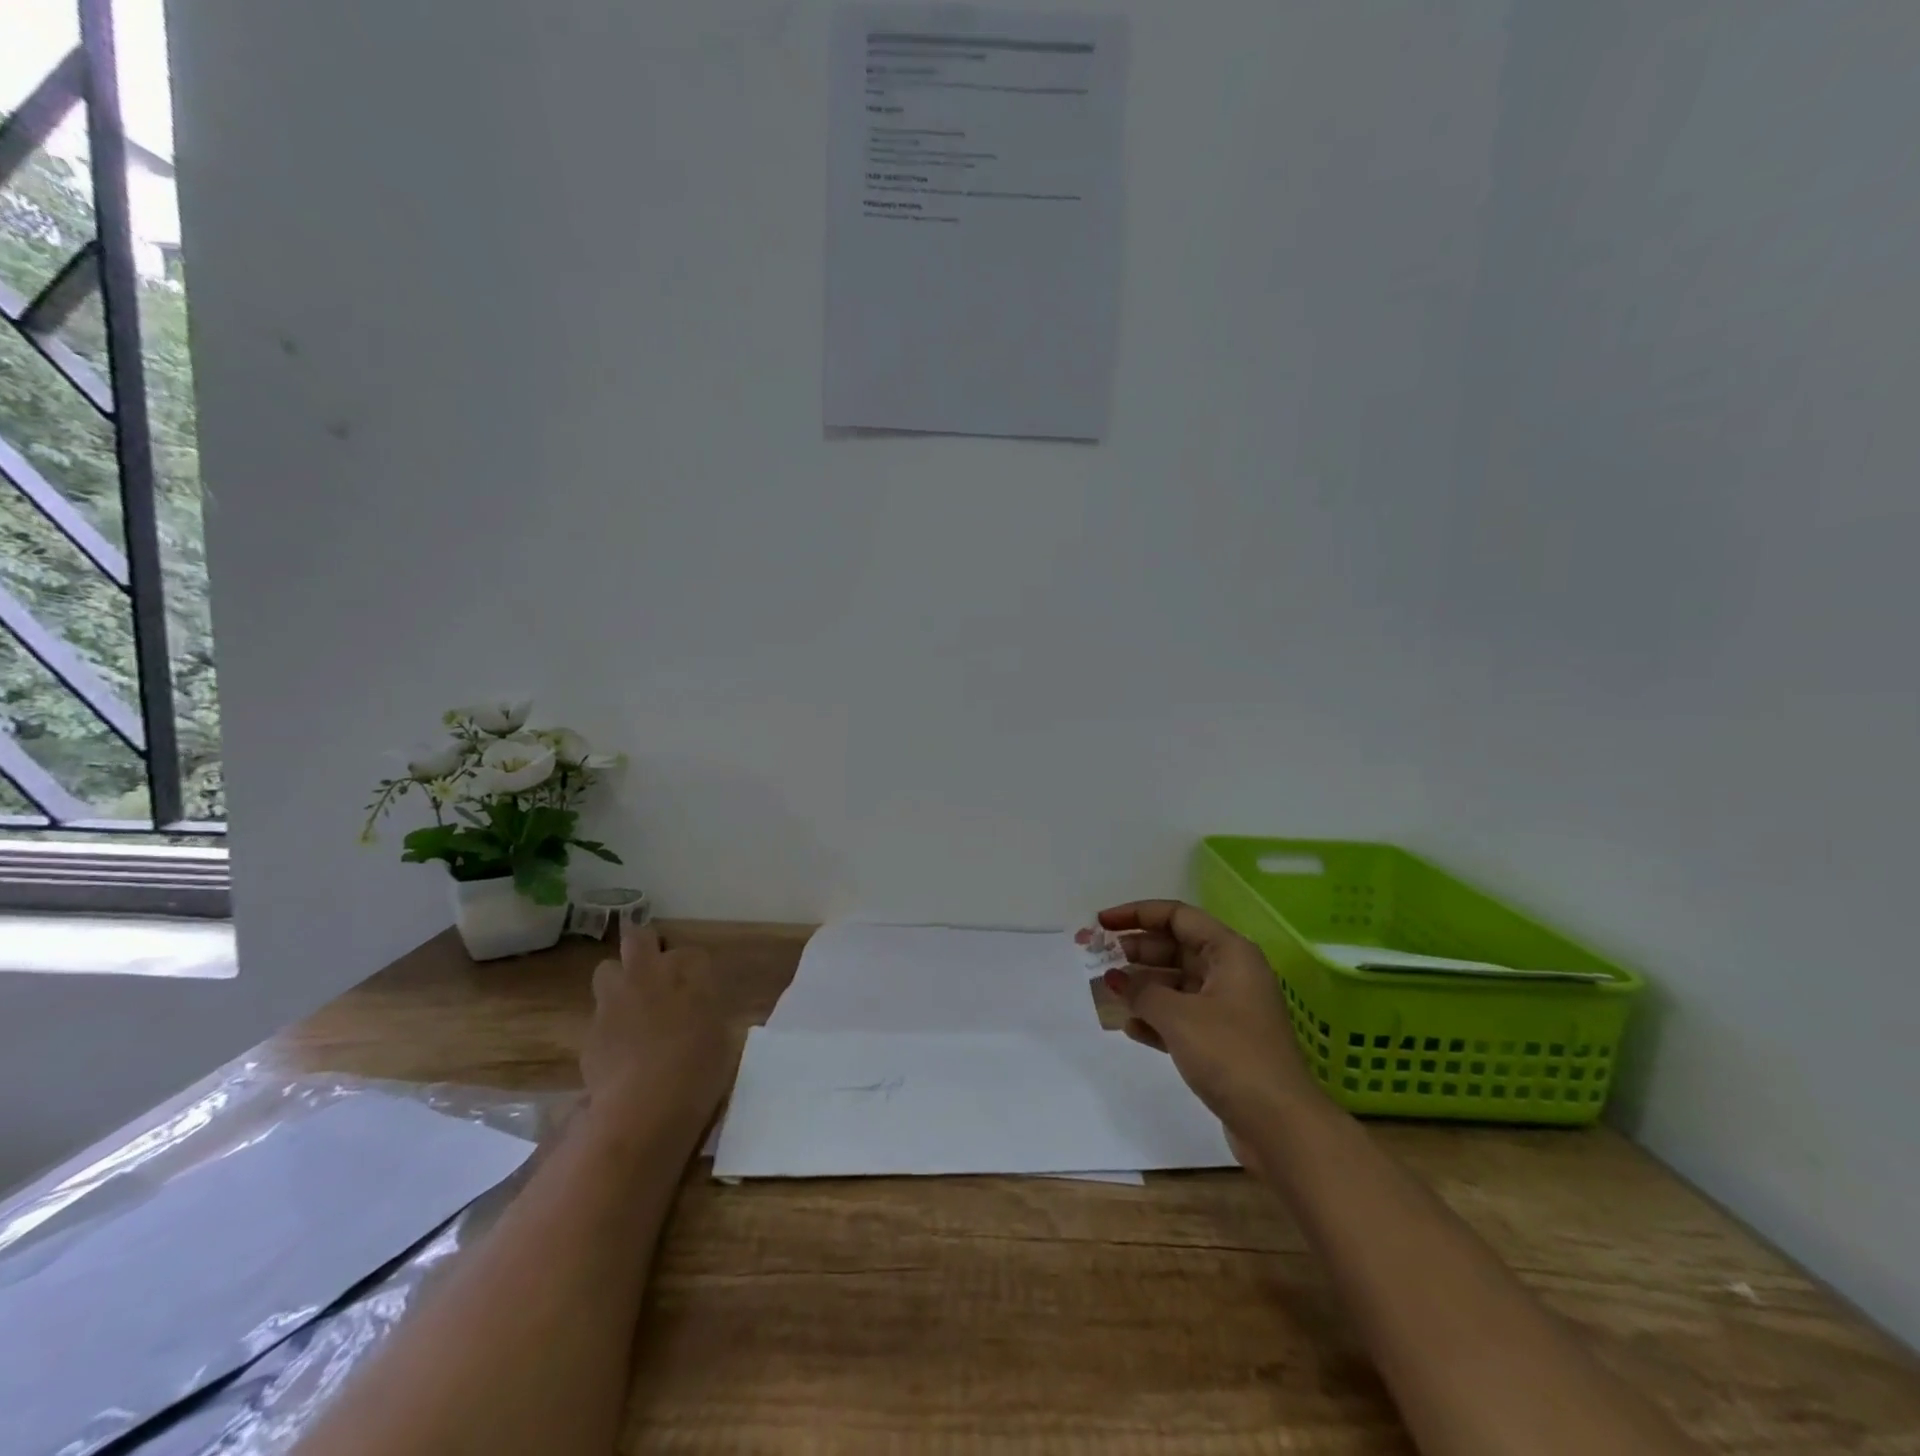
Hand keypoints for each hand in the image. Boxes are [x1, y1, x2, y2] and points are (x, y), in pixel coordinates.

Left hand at [581, 921, 740, 1143]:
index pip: (692, 954)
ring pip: (607, 969)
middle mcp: (649, 975)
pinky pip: (599, 1014)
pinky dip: (609, 1024)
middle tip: (655, 971)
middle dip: (645, 946)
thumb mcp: (721, 1035)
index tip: (697, 989)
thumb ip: (706, 1011)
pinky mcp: (590, 1029)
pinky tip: (619, 1050)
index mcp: (689, 972)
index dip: (692, 969)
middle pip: (639, 937)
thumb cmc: (699, 1070)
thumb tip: (697, 1009)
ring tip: (630, 1007)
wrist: (646, 1107)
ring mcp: (614, 999)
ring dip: (618, 981)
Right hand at [1098, 900, 1321, 1170]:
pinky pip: (1182, 1017)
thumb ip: (1141, 991)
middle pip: (1175, 947)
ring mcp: (1228, 1009)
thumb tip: (1116, 978)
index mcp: (1230, 953)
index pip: (1177, 916)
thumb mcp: (1178, 1016)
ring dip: (1142, 986)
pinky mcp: (1223, 1042)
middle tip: (1098, 958)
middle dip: (1136, 951)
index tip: (1101, 923)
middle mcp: (1231, 973)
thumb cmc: (1231, 1055)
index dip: (1136, 914)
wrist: (1281, 1127)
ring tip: (1107, 991)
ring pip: (1176, 983)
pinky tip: (1130, 1027)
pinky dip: (1156, 1017)